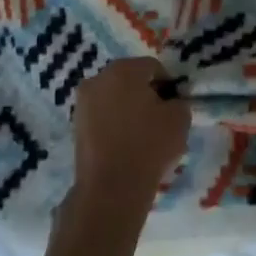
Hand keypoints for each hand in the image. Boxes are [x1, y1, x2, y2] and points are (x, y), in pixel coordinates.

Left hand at [68, 58, 188, 216]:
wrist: (111, 187)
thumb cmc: (149, 144)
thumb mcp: (180, 118)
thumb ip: (179, 101)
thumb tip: (170, 102)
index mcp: (124, 70)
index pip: (153, 67)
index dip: (168, 84)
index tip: (175, 104)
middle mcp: (98, 79)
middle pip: (129, 79)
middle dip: (145, 93)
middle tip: (160, 117)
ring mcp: (82, 103)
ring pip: (113, 98)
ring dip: (128, 108)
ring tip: (142, 133)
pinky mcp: (75, 126)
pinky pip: (102, 116)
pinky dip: (114, 123)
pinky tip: (126, 144)